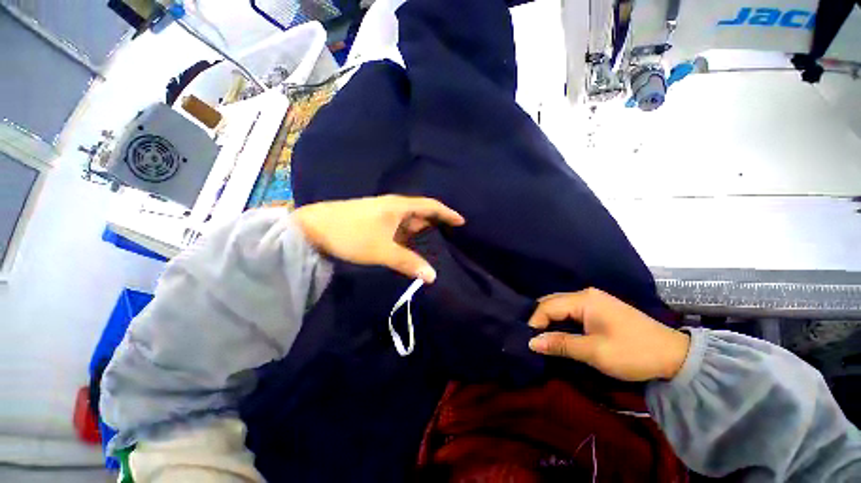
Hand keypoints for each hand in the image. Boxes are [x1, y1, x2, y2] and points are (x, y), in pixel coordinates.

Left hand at [293, 195, 464, 282]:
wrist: (313, 227)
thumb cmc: (352, 234)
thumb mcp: (383, 250)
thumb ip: (409, 262)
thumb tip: (433, 276)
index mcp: (399, 206)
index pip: (431, 206)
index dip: (447, 213)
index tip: (461, 222)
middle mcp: (393, 206)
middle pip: (420, 212)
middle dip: (435, 222)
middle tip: (448, 235)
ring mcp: (382, 212)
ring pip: (408, 219)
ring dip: (420, 229)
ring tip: (432, 241)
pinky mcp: (373, 220)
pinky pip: (398, 225)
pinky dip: (407, 234)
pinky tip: (407, 243)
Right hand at [528, 289, 689, 380]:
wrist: (674, 356)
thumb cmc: (633, 352)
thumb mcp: (595, 351)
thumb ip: (561, 344)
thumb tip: (531, 342)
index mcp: (583, 299)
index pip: (547, 306)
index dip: (535, 322)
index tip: (529, 341)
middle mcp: (586, 294)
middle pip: (552, 302)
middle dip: (540, 319)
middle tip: (533, 338)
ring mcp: (594, 300)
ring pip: (561, 306)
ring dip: (550, 320)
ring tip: (543, 337)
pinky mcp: (600, 309)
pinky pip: (571, 311)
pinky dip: (561, 321)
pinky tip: (559, 332)